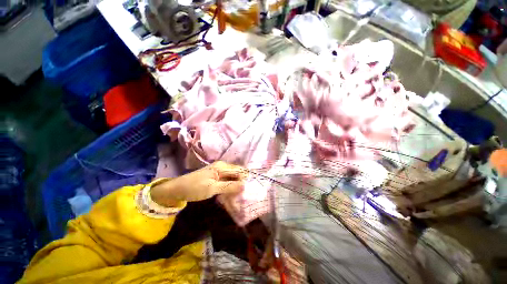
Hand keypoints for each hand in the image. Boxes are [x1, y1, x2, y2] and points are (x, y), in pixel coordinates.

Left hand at [150, 161, 246, 206]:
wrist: (177, 189)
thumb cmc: (194, 188)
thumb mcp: (212, 188)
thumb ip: (229, 186)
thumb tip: (245, 186)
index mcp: (222, 166)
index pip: (240, 170)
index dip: (245, 179)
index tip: (249, 189)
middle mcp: (222, 166)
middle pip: (237, 173)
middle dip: (242, 182)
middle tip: (246, 193)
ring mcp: (219, 171)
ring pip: (233, 177)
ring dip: (236, 185)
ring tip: (241, 195)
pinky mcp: (216, 176)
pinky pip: (227, 180)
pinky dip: (231, 186)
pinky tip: (232, 193)